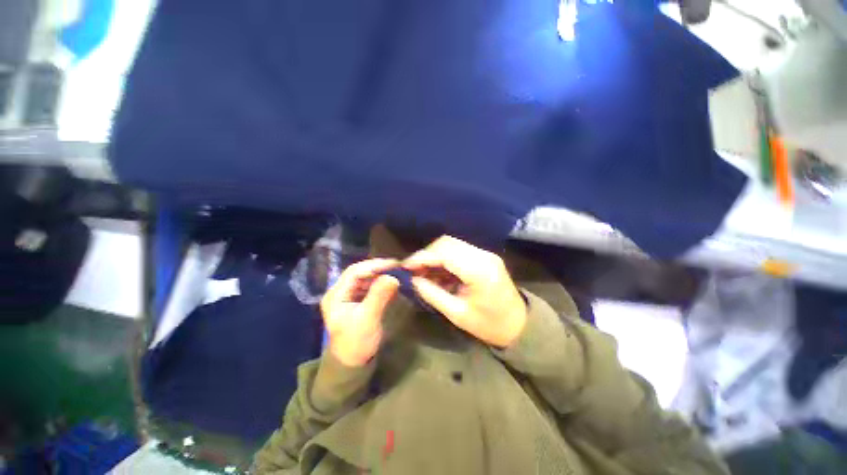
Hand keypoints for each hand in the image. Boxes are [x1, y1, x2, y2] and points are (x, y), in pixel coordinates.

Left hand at [320, 259, 399, 366]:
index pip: (354, 272)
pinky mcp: (356, 300)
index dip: (374, 265)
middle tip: (397, 267)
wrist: (353, 363)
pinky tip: (390, 282)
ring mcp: (348, 296)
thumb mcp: (368, 319)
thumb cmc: (357, 343)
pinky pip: (368, 286)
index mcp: (335, 295)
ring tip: (396, 272)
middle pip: (359, 272)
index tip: (393, 264)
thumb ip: (379, 296)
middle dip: (378, 268)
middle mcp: (339, 292)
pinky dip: (380, 282)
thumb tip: (393, 276)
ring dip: (380, 274)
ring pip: (365, 278)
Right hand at [404, 236, 526, 347]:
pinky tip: (437, 272)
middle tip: (413, 270)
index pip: (445, 253)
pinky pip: (459, 251)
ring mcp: (485, 254)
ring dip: (434, 255)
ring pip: (452, 244)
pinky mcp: (484, 257)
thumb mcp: (458, 314)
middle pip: (447, 243)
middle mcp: (483, 256)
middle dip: (426, 254)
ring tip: (422, 272)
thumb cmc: (490, 325)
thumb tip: (413, 280)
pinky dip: (444, 258)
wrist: (520, 325)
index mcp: (479, 271)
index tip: (405, 266)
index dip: (422, 257)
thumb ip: (433, 294)